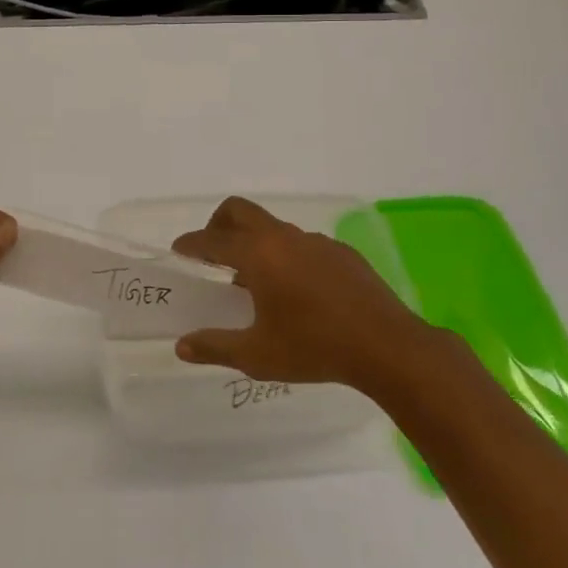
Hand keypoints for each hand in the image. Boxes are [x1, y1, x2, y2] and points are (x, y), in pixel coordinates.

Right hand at [171, 196, 428, 391]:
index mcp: (258, 255)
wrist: (388, 347)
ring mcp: (316, 242)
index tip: (179, 250)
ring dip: (255, 243)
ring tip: (255, 281)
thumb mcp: (257, 355)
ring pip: (273, 228)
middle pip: (240, 211)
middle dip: (218, 224)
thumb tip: (182, 347)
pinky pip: (302, 244)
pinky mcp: (342, 253)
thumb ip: (215, 347)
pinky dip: (287, 256)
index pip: (212, 240)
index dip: (191, 244)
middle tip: (211, 252)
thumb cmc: (315, 348)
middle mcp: (284, 238)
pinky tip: (298, 291)